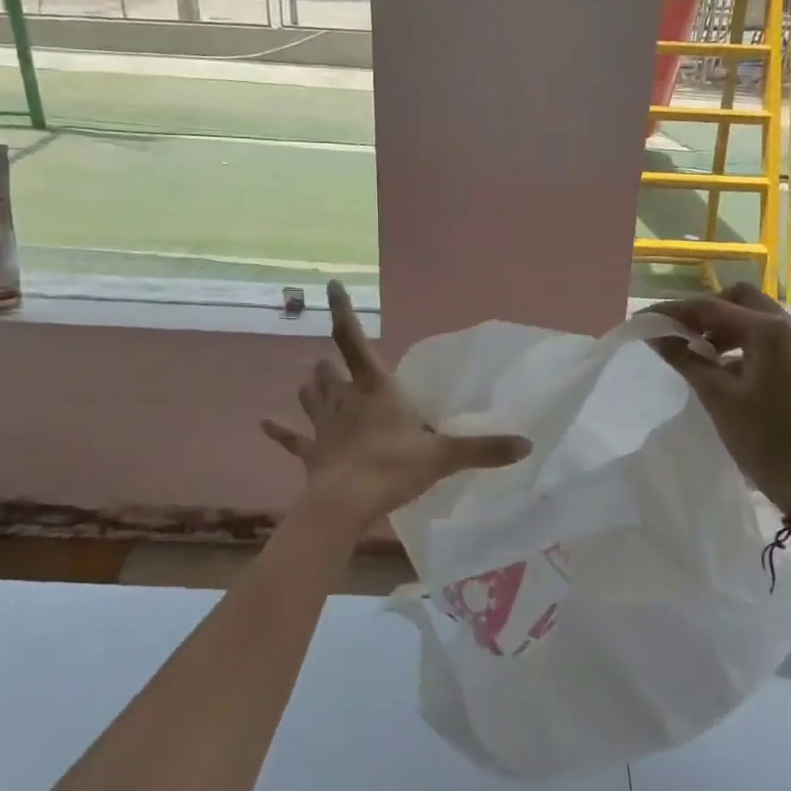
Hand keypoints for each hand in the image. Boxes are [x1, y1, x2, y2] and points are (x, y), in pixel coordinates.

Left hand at [263, 282, 531, 534]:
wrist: (344, 505)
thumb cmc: (392, 468)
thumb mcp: (443, 457)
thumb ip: (484, 449)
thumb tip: (527, 445)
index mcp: (375, 389)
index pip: (353, 340)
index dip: (342, 311)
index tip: (329, 285)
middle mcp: (345, 399)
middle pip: (330, 371)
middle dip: (331, 364)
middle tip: (333, 362)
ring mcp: (324, 426)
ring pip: (312, 397)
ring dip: (312, 388)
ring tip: (309, 380)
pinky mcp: (312, 453)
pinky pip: (292, 440)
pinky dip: (279, 432)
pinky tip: (263, 424)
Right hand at [651, 283, 790, 512]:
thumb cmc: (762, 438)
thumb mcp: (717, 396)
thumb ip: (685, 358)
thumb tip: (655, 335)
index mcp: (772, 331)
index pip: (713, 307)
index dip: (674, 311)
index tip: (645, 319)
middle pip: (739, 299)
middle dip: (704, 311)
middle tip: (677, 331)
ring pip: (755, 315)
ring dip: (724, 325)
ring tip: (695, 348)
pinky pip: (769, 335)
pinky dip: (742, 339)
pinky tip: (722, 363)